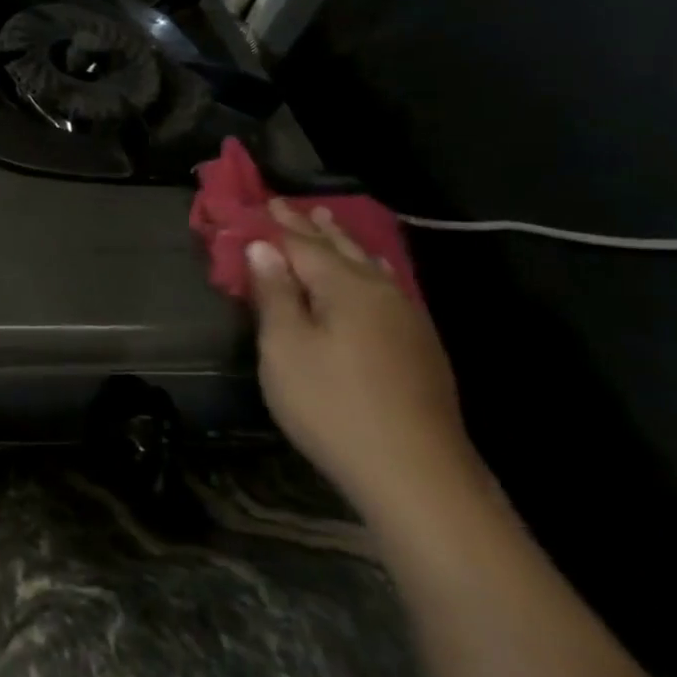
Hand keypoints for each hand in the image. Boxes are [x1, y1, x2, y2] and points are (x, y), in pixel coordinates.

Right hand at [247, 200, 484, 535]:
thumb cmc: (332, 405)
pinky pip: (385, 287)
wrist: (417, 475)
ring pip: (368, 266)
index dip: (275, 224)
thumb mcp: (285, 347)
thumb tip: (262, 247)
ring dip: (343, 243)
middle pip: (340, 249)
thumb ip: (275, 293)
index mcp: (346, 287)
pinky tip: (371, 274)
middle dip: (311, 227)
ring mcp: (407, 320)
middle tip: (288, 203)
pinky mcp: (419, 347)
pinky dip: (366, 269)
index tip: (257, 201)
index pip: (301, 243)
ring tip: (328, 223)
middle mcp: (381, 292)